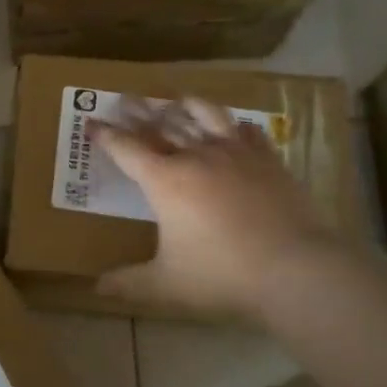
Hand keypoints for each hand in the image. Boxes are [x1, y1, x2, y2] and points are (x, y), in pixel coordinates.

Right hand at [94, 97, 341, 319]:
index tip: (92, 123)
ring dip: (185, 106)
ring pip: (205, 114)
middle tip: (124, 98)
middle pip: (161, 123)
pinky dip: (234, 126)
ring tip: (177, 101)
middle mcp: (196, 156)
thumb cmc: (222, 275)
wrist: (294, 269)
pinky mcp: (268, 159)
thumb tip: (96, 288)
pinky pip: (247, 131)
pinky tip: (234, 127)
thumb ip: (128, 283)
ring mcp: (235, 153)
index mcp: (165, 180)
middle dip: (138, 111)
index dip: (106, 135)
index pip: (126, 149)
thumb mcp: (166, 285)